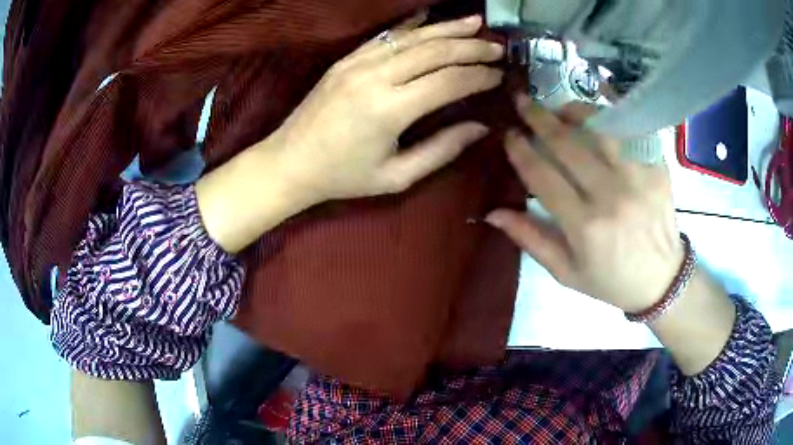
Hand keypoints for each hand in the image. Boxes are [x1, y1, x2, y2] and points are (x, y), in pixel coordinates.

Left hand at [197, 14, 503, 252]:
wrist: (290, 162)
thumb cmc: (343, 176)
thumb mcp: (396, 176)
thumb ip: (442, 150)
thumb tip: (481, 128)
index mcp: (390, 110)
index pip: (448, 82)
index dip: (478, 77)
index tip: (499, 76)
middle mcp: (375, 77)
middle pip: (434, 51)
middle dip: (471, 47)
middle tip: (497, 48)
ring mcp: (358, 63)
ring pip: (412, 37)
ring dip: (447, 29)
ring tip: (476, 24)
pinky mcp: (346, 59)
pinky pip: (386, 36)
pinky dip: (413, 26)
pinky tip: (432, 19)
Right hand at [486, 96, 683, 312]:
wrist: (662, 279)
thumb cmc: (611, 280)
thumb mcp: (566, 273)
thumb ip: (531, 240)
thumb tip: (493, 213)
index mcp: (585, 225)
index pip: (542, 176)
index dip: (521, 151)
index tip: (508, 135)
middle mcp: (611, 194)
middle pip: (567, 143)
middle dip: (538, 118)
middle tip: (522, 102)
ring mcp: (637, 175)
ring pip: (599, 127)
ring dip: (573, 110)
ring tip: (557, 107)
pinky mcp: (656, 166)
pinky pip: (631, 128)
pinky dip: (612, 111)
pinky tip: (597, 104)